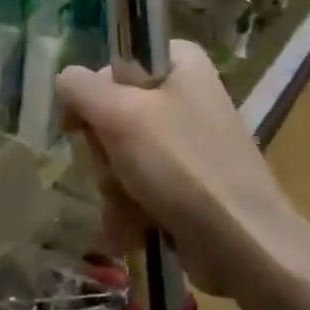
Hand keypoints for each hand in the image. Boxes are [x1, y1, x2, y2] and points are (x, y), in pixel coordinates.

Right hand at [56, 41, 309, 309]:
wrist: (243, 245)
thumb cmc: (181, 166)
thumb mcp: (119, 115)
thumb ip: (80, 88)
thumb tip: (65, 81)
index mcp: (180, 64)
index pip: (114, 63)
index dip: (92, 93)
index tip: (81, 124)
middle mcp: (186, 96)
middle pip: (113, 113)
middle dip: (104, 152)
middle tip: (114, 169)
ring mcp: (188, 142)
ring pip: (120, 153)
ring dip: (113, 185)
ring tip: (127, 209)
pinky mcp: (188, 183)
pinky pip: (140, 184)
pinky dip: (130, 207)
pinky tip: (131, 229)